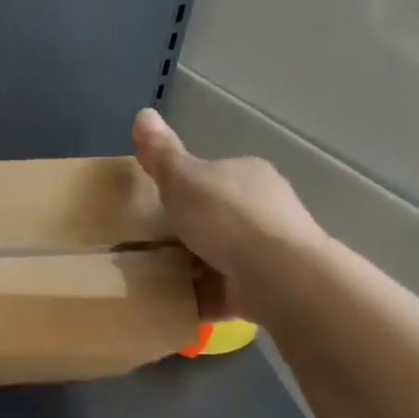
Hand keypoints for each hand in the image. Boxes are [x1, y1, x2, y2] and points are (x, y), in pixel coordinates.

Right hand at [132, 107, 324, 322]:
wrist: (276, 274)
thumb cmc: (226, 218)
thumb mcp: (183, 179)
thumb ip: (162, 154)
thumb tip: (142, 112)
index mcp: (248, 175)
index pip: (213, 177)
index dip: (184, 191)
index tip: (157, 210)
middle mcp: (266, 208)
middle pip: (217, 218)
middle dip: (188, 233)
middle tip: (149, 248)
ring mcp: (269, 250)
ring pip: (222, 256)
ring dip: (194, 268)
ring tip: (155, 280)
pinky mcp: (266, 287)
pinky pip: (225, 290)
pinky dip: (202, 297)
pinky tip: (176, 305)